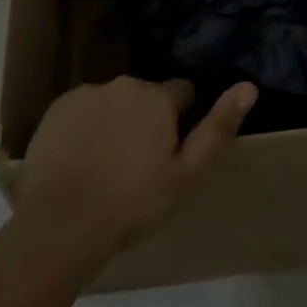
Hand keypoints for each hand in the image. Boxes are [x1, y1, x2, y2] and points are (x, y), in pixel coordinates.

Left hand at [16, 75, 255, 266]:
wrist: (61, 222)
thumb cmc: (132, 204)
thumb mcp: (186, 176)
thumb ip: (217, 128)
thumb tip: (249, 86)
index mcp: (157, 98)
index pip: (182, 92)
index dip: (182, 119)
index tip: (173, 151)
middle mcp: (124, 84)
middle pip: (145, 96)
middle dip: (147, 119)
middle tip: (140, 164)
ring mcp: (87, 93)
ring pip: (112, 103)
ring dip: (116, 122)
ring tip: (107, 167)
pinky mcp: (57, 108)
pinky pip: (82, 111)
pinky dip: (85, 128)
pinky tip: (80, 162)